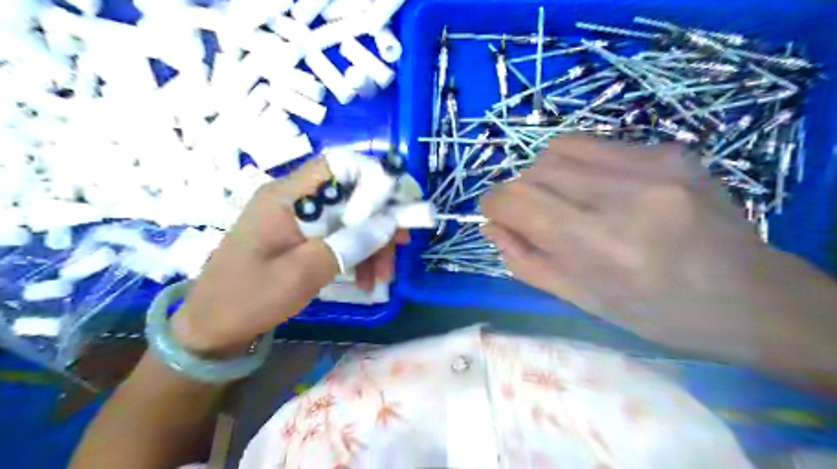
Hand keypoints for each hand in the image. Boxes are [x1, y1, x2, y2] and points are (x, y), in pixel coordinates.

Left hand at [171, 160, 408, 355]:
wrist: (212, 327)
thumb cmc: (249, 298)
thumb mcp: (303, 273)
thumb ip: (348, 244)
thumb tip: (389, 222)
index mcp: (286, 197)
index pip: (338, 166)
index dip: (373, 177)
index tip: (398, 204)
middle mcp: (293, 200)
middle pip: (350, 195)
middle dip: (379, 221)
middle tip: (400, 248)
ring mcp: (297, 219)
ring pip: (349, 218)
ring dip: (372, 243)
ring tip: (381, 278)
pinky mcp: (301, 237)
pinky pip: (338, 235)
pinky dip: (356, 254)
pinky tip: (365, 279)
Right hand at [481, 133, 833, 364]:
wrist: (749, 296)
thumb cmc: (655, 313)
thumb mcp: (580, 299)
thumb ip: (525, 260)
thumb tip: (491, 225)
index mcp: (599, 244)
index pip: (516, 199)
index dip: (494, 205)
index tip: (497, 216)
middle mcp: (623, 195)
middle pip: (534, 170)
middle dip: (521, 194)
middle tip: (540, 219)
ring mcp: (652, 165)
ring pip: (559, 148)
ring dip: (547, 175)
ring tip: (569, 201)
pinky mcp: (670, 150)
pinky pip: (596, 144)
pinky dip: (580, 165)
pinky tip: (603, 190)